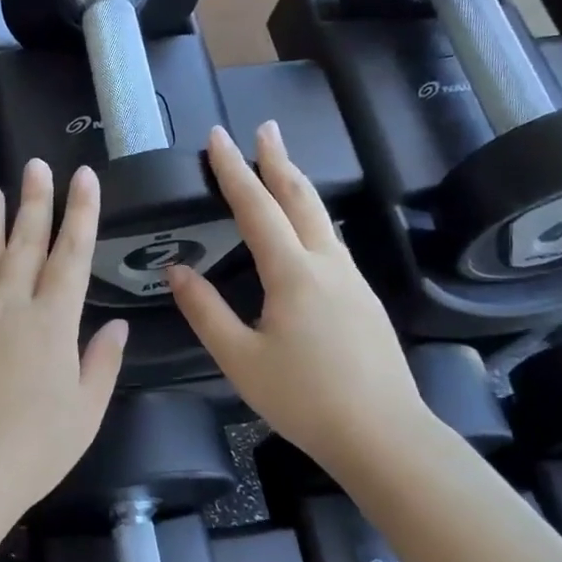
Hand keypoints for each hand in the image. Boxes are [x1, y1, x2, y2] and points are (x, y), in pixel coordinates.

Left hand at [0, 161, 127, 524]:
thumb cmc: (33, 450)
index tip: (84, 177)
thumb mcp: (85, 412)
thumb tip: (117, 325)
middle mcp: (8, 308)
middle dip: (35, 202)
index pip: (71, 255)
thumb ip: (102, 363)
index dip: (80, 213)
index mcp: (52, 323)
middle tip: (36, 166)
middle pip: (24, 245)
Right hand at [166, 123, 433, 479]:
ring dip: (298, 186)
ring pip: (322, 218)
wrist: (383, 434)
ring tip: (283, 165)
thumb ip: (205, 312)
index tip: (219, 137)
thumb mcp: (240, 359)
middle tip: (264, 128)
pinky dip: (312, 218)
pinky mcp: (365, 299)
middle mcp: (327, 263)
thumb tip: (178, 271)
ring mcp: (352, 279)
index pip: (257, 208)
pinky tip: (308, 231)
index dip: (235, 170)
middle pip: (300, 198)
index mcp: (292, 273)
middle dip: (278, 159)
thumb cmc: (303, 398)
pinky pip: (333, 243)